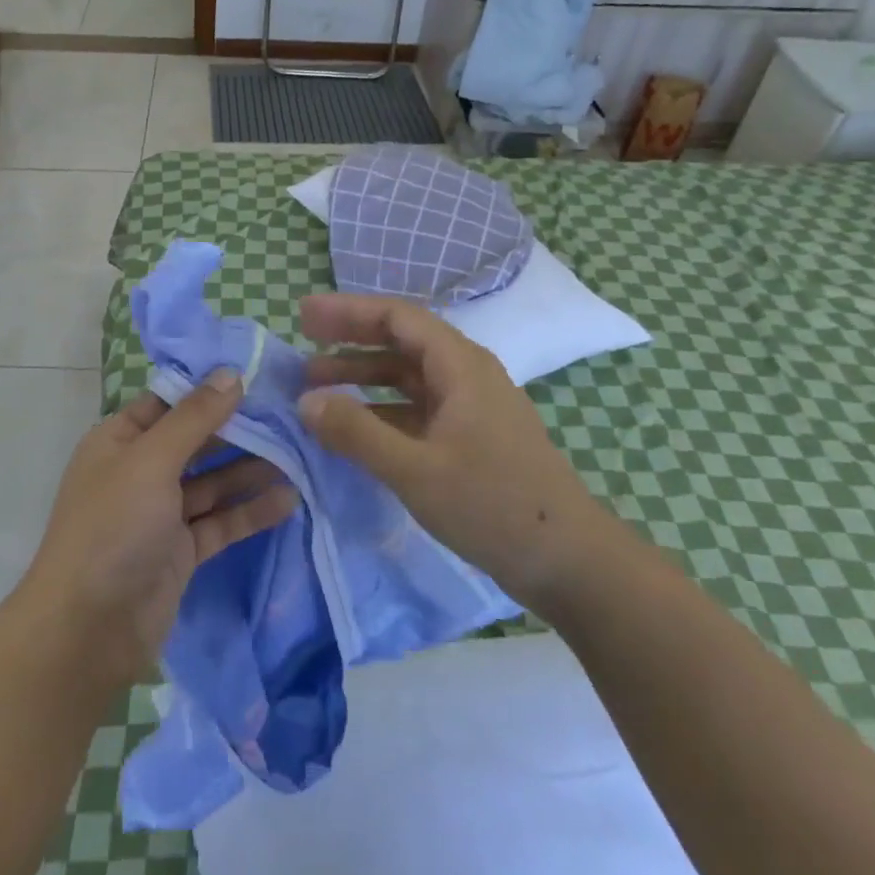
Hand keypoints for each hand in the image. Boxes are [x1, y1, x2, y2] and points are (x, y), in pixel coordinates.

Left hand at [20, 371, 299, 687]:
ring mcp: (160, 513)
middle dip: (238, 429)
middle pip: (195, 441)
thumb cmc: (112, 527)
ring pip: (212, 482)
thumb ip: (194, 417)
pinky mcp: (181, 551)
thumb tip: (230, 373)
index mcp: (120, 440)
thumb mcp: (151, 460)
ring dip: (250, 470)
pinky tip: (288, 500)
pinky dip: (249, 512)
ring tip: (299, 454)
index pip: (169, 401)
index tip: (257, 374)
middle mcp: (140, 471)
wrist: (88, 630)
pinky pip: (220, 521)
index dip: (208, 388)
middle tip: (290, 414)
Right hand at [297, 294, 618, 615]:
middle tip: (303, 342)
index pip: (397, 317)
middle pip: (401, 341)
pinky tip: (354, 428)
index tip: (304, 316)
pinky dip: (381, 409)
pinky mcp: (471, 438)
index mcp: (460, 366)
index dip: (348, 311)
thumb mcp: (415, 470)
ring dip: (362, 376)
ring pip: (407, 376)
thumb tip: (305, 401)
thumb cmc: (493, 505)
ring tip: (315, 386)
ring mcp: (471, 407)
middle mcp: (466, 374)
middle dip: (350, 338)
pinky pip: (417, 408)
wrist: (571, 563)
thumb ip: (357, 433)